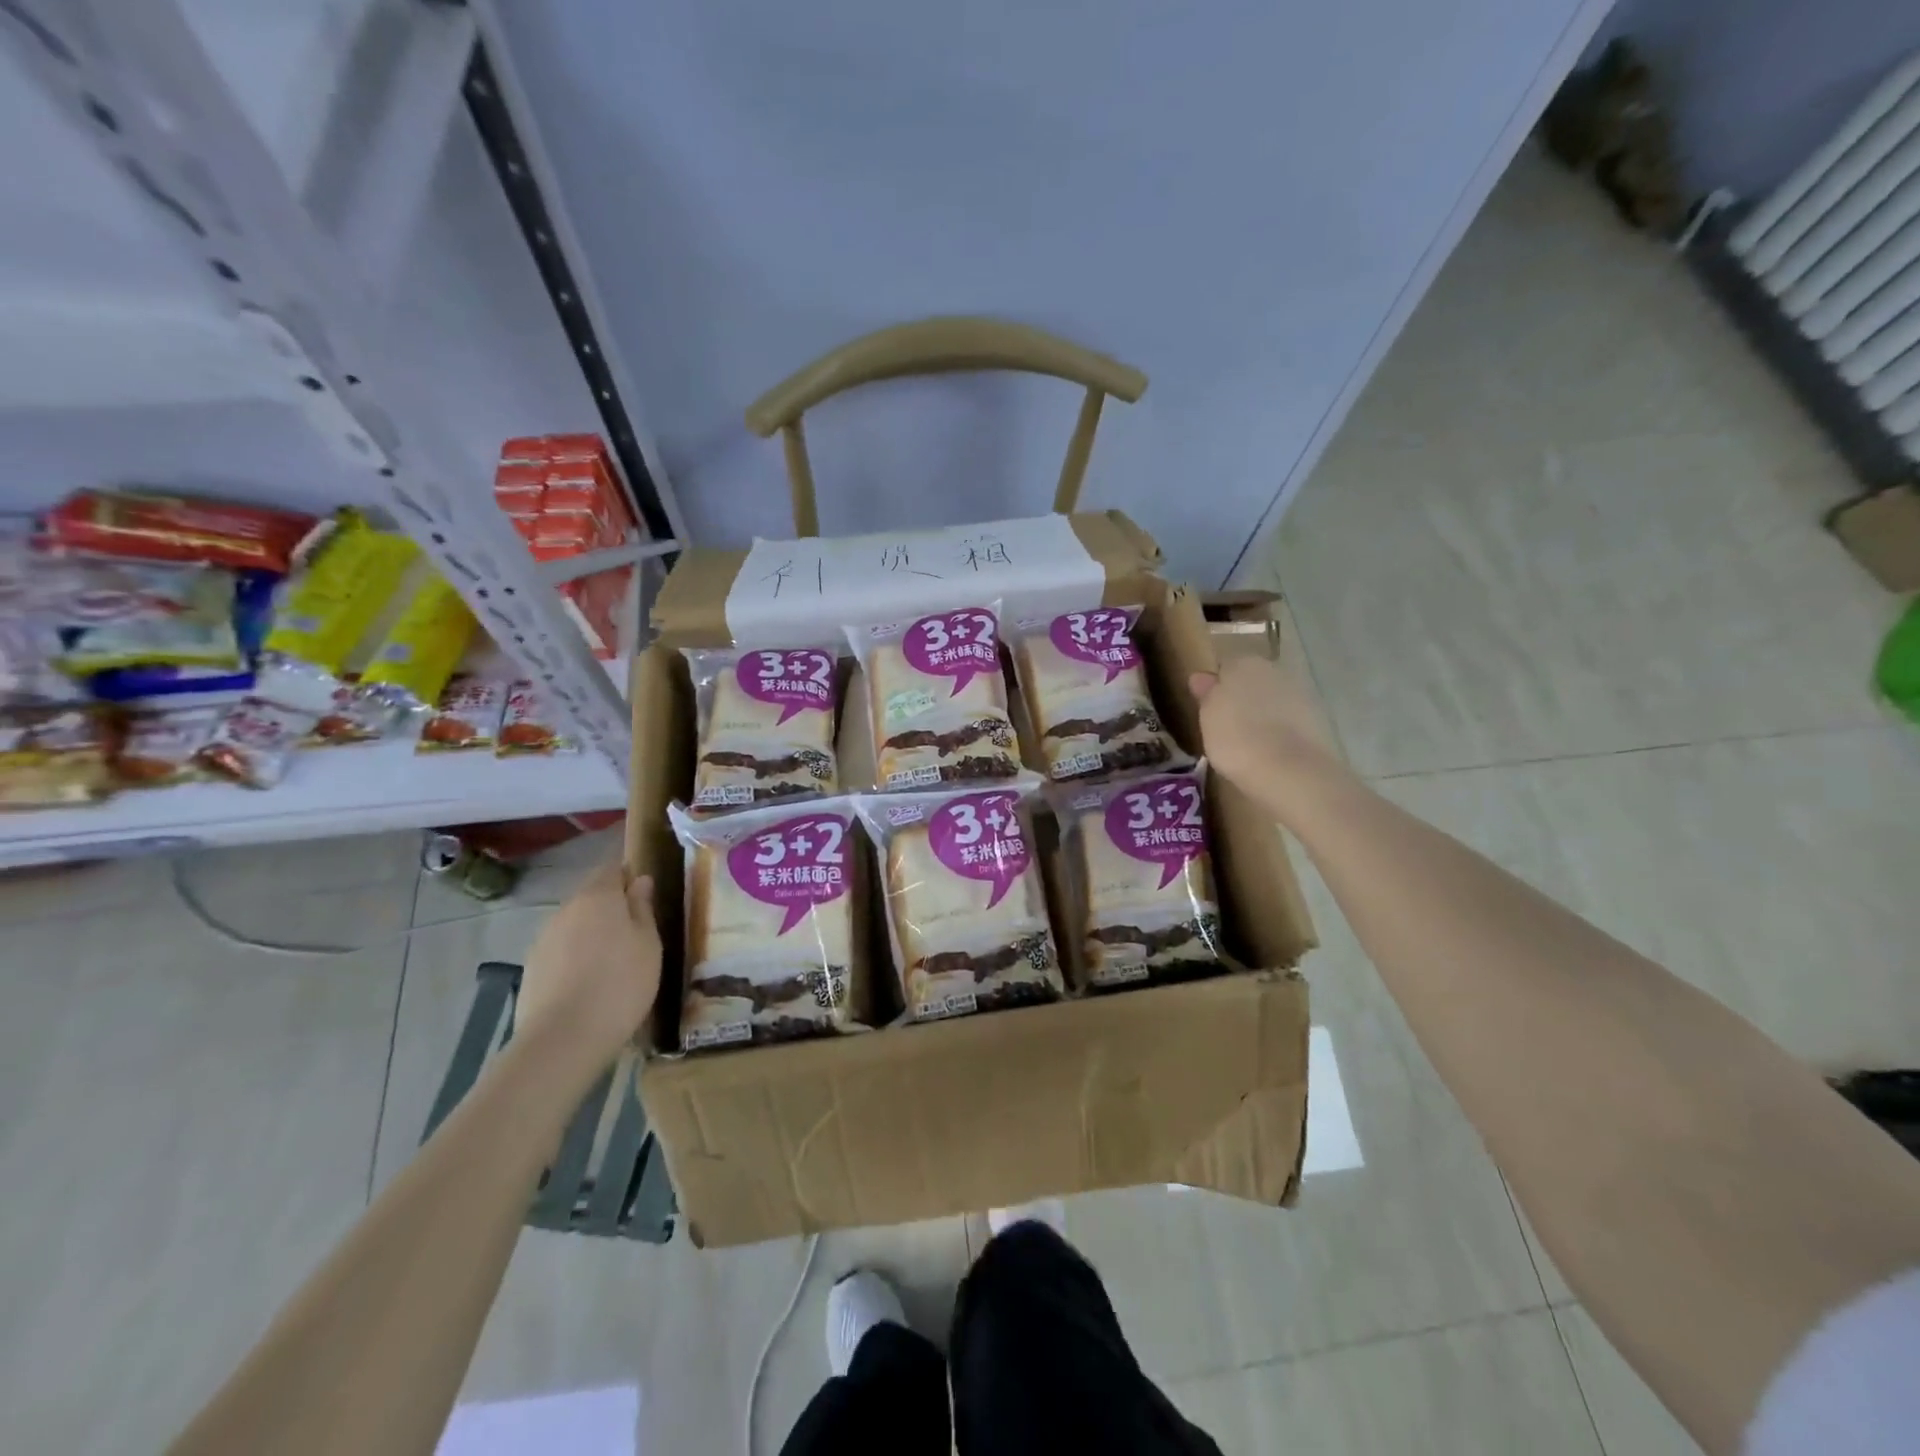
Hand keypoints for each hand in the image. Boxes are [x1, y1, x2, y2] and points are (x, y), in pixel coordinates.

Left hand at [516, 860, 661, 1084]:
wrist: (564, 1038)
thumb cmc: (621, 983)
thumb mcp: (648, 943)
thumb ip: (643, 908)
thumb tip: (640, 880)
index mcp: (599, 896)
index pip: (611, 868)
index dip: (627, 874)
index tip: (643, 890)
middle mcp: (567, 908)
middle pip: (591, 896)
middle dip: (611, 906)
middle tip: (635, 930)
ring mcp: (544, 938)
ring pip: (575, 924)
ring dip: (593, 932)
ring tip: (613, 961)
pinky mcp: (532, 967)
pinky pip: (561, 949)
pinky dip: (576, 956)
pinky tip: (589, 982)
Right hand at [1189, 654, 1340, 806]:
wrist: (1289, 770)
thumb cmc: (1236, 738)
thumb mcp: (1207, 717)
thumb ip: (1206, 693)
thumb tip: (1201, 677)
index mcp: (1243, 662)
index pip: (1225, 666)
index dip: (1216, 686)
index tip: (1208, 708)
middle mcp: (1274, 669)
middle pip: (1252, 679)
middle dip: (1242, 696)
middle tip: (1226, 725)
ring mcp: (1300, 693)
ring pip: (1272, 699)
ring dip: (1262, 713)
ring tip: (1248, 742)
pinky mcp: (1318, 719)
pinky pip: (1288, 720)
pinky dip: (1280, 730)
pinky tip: (1270, 751)